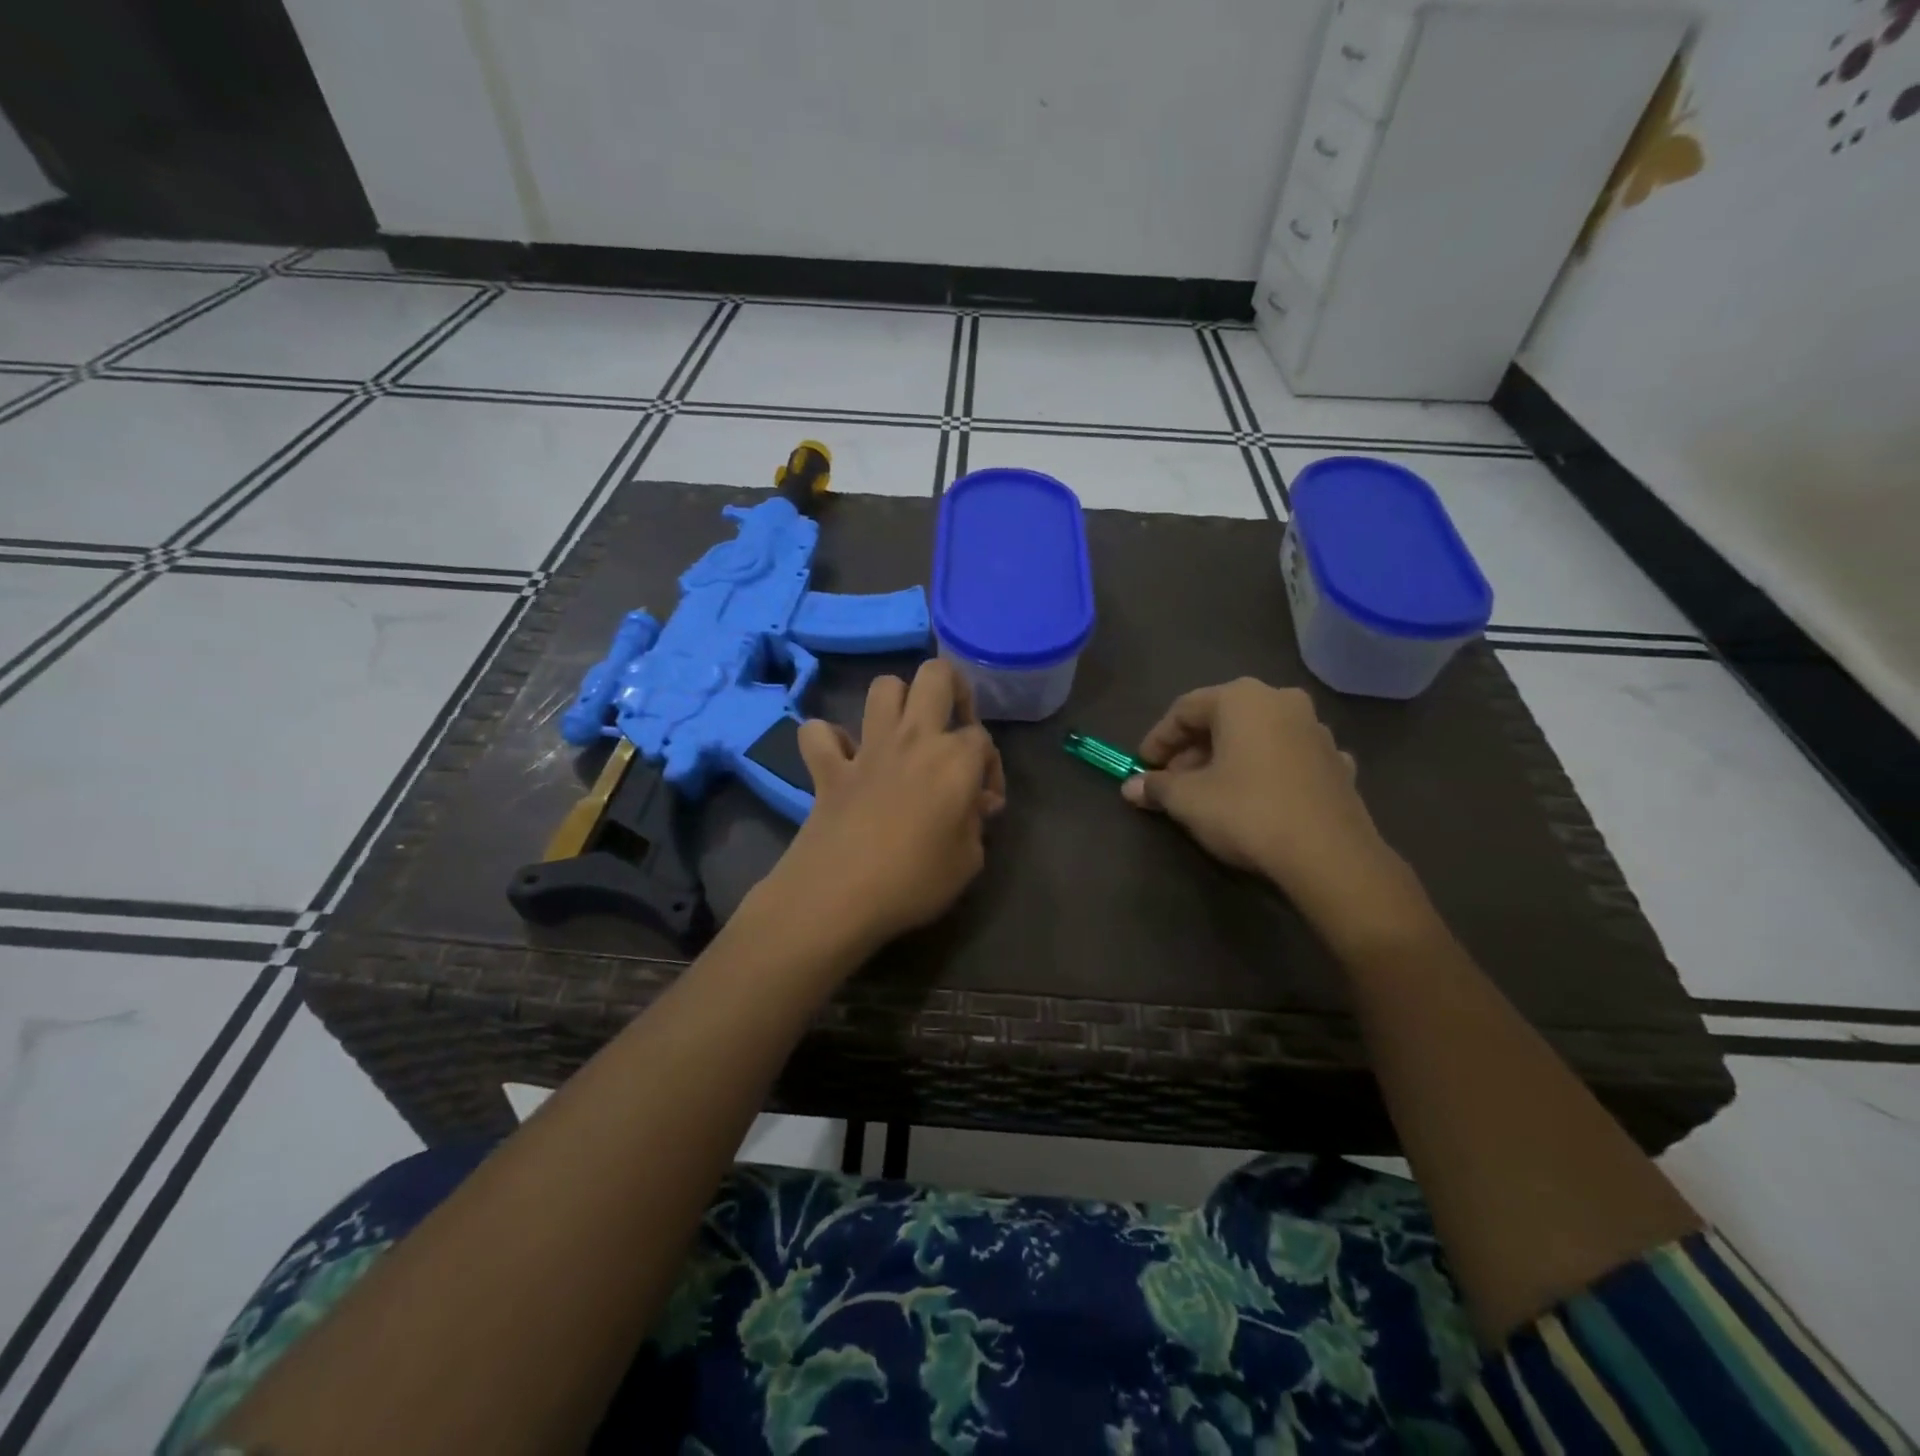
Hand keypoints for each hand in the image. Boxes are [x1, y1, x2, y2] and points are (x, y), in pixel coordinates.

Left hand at [771, 659, 1005, 954]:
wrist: (839, 895)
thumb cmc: (914, 881)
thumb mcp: (968, 861)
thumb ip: (975, 823)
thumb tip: (973, 804)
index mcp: (955, 758)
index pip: (984, 739)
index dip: (991, 768)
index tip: (984, 803)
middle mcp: (914, 738)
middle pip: (935, 675)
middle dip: (951, 687)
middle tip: (953, 725)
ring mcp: (867, 749)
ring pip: (883, 687)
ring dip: (897, 700)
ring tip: (904, 732)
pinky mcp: (828, 768)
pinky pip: (819, 733)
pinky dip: (829, 740)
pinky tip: (842, 758)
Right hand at [1122, 679, 1422, 942]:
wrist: (1329, 857)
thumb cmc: (1247, 812)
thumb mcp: (1187, 800)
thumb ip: (1156, 787)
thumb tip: (1130, 787)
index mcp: (1242, 698)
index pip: (1185, 709)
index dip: (1158, 739)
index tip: (1142, 766)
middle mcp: (1282, 701)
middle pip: (1224, 719)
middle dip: (1193, 750)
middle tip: (1172, 781)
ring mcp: (1317, 731)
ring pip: (1259, 737)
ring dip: (1229, 758)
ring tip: (1211, 791)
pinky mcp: (1339, 764)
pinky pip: (1290, 759)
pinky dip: (1268, 771)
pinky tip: (1259, 797)